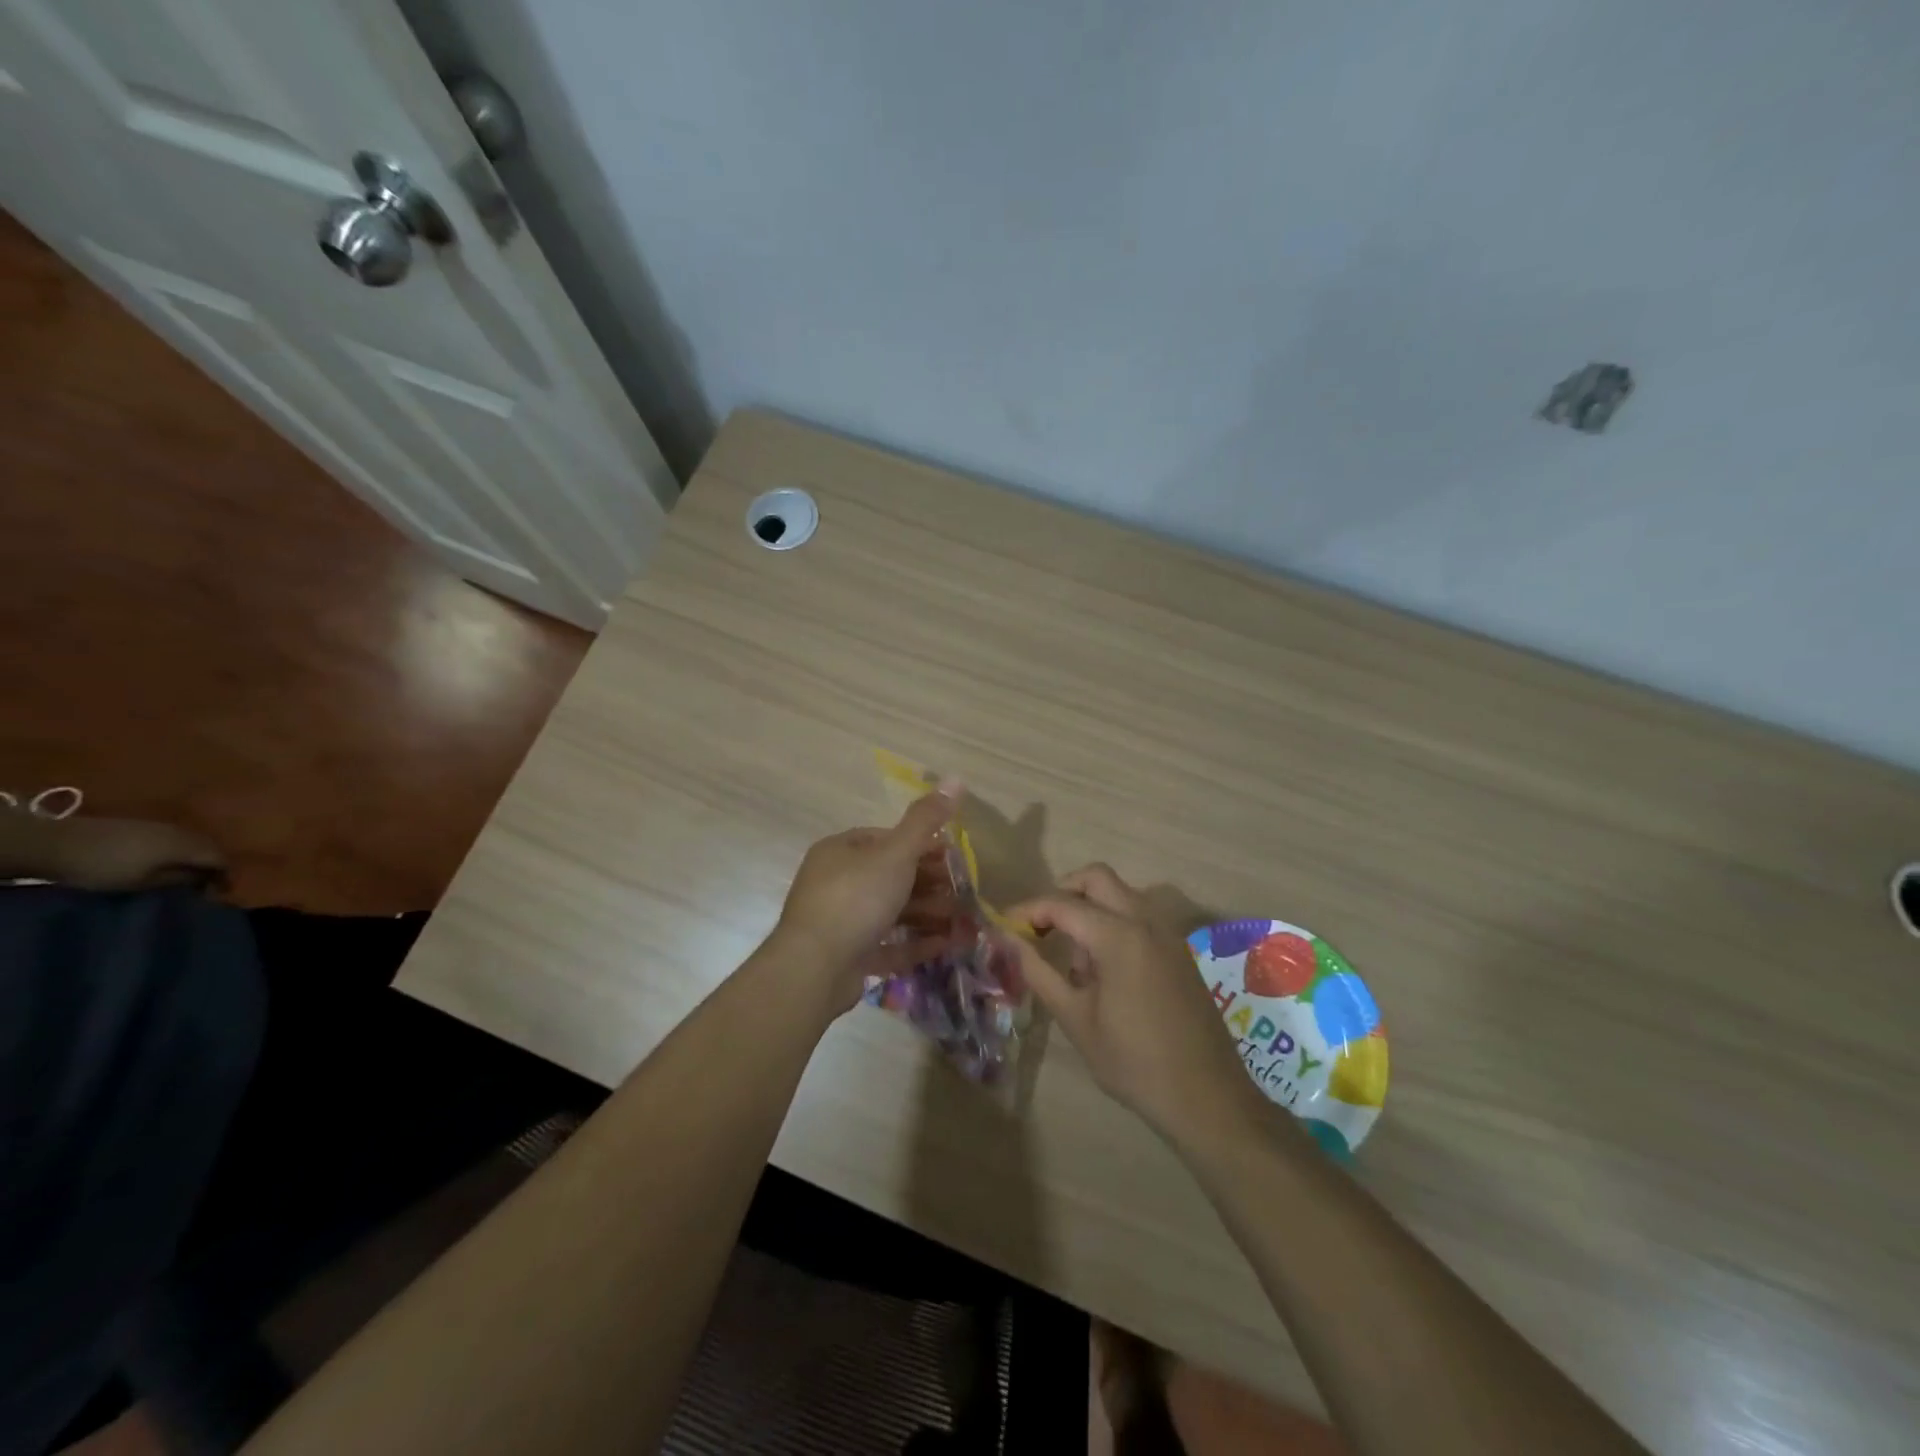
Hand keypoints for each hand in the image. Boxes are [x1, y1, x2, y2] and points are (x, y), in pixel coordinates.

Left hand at [42, 815, 226, 891]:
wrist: (58, 842)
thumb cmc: (104, 868)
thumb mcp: (142, 882)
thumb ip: (179, 879)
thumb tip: (205, 880)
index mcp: (187, 846)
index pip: (220, 859)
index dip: (225, 876)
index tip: (221, 893)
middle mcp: (183, 832)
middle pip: (211, 848)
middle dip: (214, 865)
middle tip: (207, 884)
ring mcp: (164, 826)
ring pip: (195, 841)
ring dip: (197, 856)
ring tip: (189, 873)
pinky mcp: (146, 825)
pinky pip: (178, 837)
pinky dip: (182, 850)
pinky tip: (169, 860)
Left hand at [771, 783, 961, 1012]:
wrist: (814, 969)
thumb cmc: (855, 899)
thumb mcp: (896, 853)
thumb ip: (925, 820)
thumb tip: (955, 778)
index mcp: (840, 852)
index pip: (885, 839)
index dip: (922, 845)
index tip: (953, 857)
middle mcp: (835, 883)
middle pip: (890, 877)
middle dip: (929, 884)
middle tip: (963, 893)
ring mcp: (840, 922)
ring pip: (890, 912)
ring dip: (927, 914)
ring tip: (962, 921)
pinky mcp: (847, 957)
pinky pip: (887, 945)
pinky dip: (915, 943)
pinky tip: (945, 945)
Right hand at [1003, 865, 1261, 1144]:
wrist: (1207, 1097)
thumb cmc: (1133, 1062)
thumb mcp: (1076, 1019)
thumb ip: (1039, 972)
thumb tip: (1009, 941)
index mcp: (1118, 936)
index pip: (1062, 904)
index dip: (1028, 910)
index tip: (1004, 926)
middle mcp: (1145, 921)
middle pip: (1096, 878)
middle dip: (1062, 892)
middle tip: (1039, 926)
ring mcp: (1167, 933)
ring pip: (1121, 893)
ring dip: (1090, 906)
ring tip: (1073, 955)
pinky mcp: (1179, 949)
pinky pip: (1139, 915)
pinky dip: (1114, 921)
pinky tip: (1104, 968)